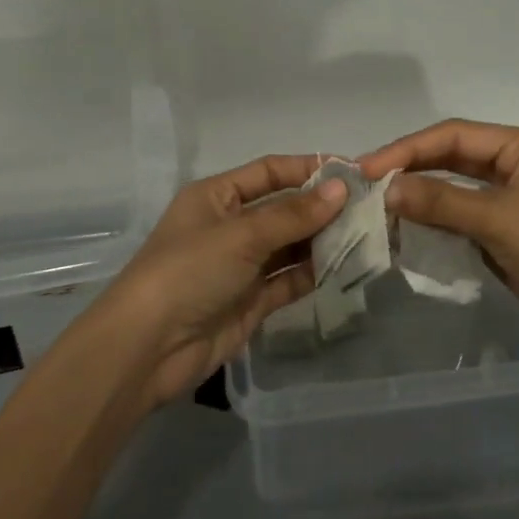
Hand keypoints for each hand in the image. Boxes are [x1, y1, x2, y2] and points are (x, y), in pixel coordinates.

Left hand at [81, 155, 348, 407]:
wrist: (147, 349)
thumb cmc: (189, 272)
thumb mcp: (241, 235)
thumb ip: (293, 214)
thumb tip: (341, 189)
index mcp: (217, 197)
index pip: (269, 171)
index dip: (308, 169)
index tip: (352, 172)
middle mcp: (230, 226)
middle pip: (283, 209)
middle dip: (322, 208)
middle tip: (371, 208)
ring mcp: (241, 266)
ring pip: (290, 245)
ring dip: (324, 241)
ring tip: (368, 235)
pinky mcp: (251, 301)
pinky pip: (289, 279)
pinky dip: (315, 273)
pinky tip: (348, 267)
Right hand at [360, 120, 518, 358]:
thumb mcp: (500, 221)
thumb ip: (441, 202)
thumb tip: (387, 189)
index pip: (454, 135)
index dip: (408, 148)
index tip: (368, 168)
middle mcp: (516, 165)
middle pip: (451, 158)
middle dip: (410, 171)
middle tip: (365, 186)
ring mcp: (511, 199)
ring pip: (453, 189)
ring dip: (419, 198)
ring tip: (377, 209)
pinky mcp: (505, 232)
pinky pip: (460, 218)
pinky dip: (433, 224)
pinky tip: (404, 232)